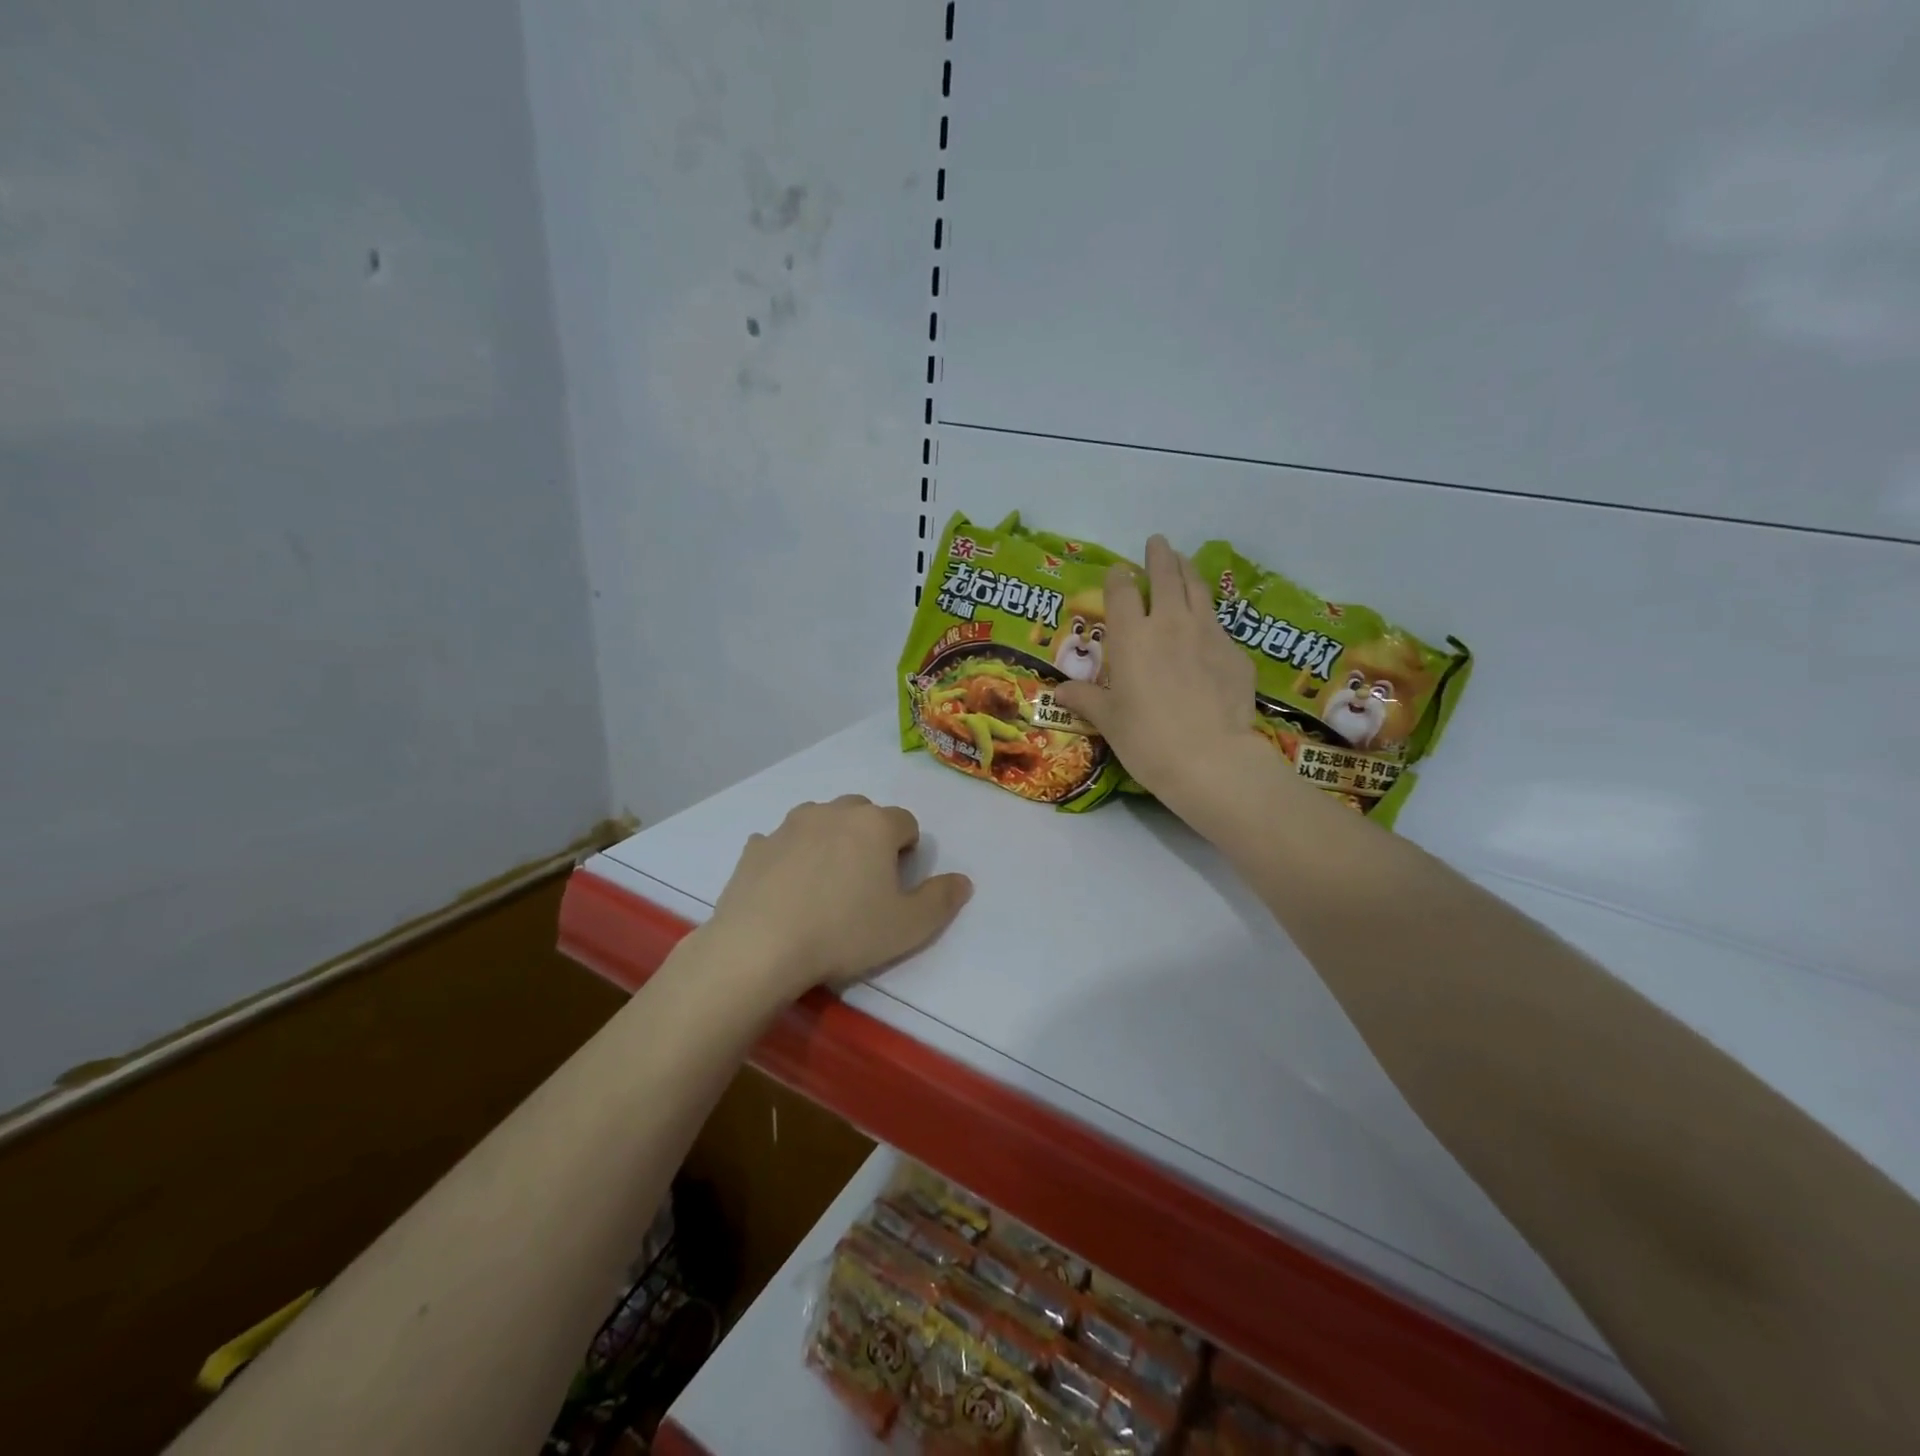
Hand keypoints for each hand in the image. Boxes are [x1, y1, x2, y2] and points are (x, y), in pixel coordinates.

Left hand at [705, 796, 972, 1003]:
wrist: (760, 947)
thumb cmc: (844, 933)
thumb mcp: (908, 927)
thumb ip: (942, 899)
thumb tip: (963, 880)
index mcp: (875, 825)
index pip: (906, 822)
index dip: (907, 851)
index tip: (896, 885)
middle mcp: (833, 812)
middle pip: (863, 813)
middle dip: (870, 837)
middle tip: (864, 882)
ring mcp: (789, 825)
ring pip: (820, 820)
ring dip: (829, 840)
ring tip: (824, 884)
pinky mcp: (756, 846)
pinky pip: (781, 843)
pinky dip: (789, 857)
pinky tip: (786, 890)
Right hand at [1052, 535, 1267, 817]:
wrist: (1210, 759)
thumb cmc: (1146, 739)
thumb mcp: (1109, 721)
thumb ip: (1086, 699)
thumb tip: (1059, 691)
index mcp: (1131, 636)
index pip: (1122, 592)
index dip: (1118, 577)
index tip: (1118, 571)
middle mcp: (1169, 623)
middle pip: (1165, 576)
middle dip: (1159, 556)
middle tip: (1157, 543)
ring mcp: (1207, 633)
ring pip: (1198, 589)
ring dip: (1188, 571)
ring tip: (1184, 562)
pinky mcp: (1235, 652)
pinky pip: (1219, 624)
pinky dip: (1209, 616)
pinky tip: (1207, 626)